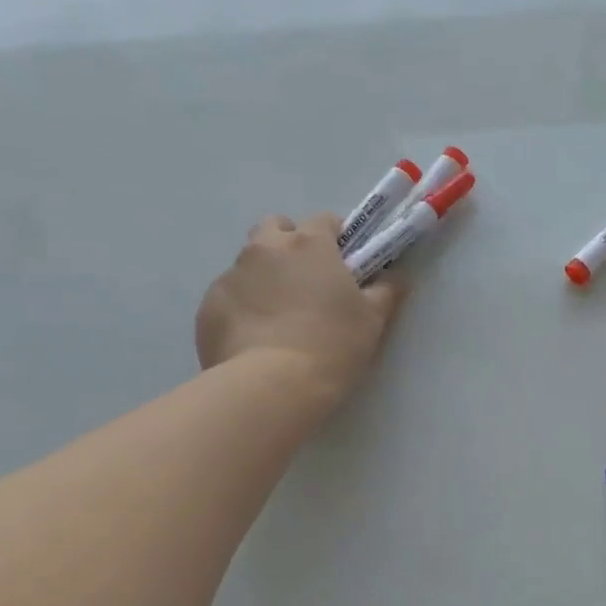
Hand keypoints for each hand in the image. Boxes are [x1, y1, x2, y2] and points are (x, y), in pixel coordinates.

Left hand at [195, 214, 403, 404]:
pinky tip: (258, 337)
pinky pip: (230, 295)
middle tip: (309, 280)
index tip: (346, 261)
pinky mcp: (209, 305)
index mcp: (309, 245)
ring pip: (250, 262)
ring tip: (281, 316)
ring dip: (266, 275)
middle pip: (275, 228)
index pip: (324, 220)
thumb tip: (396, 277)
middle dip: (291, 244)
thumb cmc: (333, 344)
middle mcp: (266, 249)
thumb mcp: (372, 319)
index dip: (337, 237)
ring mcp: (232, 275)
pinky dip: (244, 306)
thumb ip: (386, 291)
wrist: (272, 385)